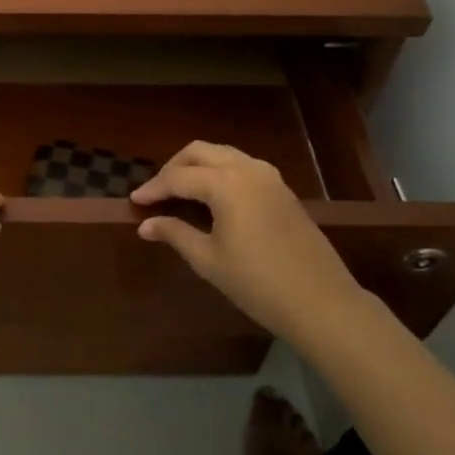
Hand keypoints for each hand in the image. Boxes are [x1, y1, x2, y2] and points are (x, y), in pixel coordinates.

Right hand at [132, 142, 365, 348]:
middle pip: (200, 151)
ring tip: (181, 192)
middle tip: (157, 192)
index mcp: (225, 183)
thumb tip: (146, 224)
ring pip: (223, 154)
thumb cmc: (257, 283)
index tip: (134, 200)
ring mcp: (269, 176)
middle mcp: (246, 168)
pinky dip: (220, 172)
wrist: (321, 302)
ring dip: (198, 165)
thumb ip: (175, 234)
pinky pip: (243, 166)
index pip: (178, 177)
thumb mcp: (209, 260)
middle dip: (174, 167)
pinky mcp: (282, 189)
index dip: (154, 188)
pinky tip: (213, 197)